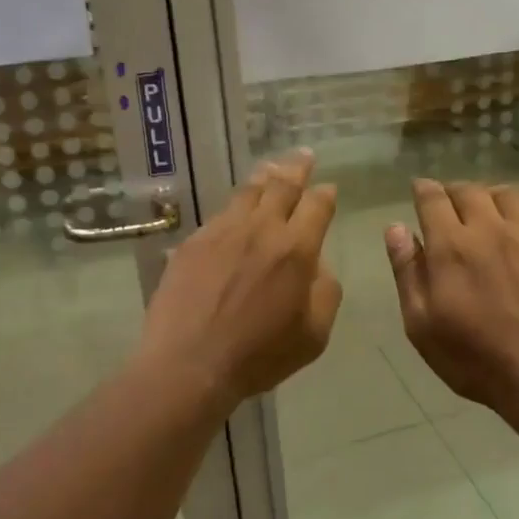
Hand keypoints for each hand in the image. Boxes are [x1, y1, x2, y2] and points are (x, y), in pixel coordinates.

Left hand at [139, 151, 340, 405]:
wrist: (190, 363)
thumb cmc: (259, 355)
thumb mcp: (314, 334)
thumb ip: (326, 292)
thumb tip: (319, 265)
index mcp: (296, 249)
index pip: (317, 206)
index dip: (325, 194)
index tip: (329, 189)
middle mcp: (261, 229)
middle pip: (282, 186)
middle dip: (297, 169)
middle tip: (304, 156)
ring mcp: (222, 232)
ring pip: (247, 192)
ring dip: (265, 177)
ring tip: (271, 168)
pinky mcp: (193, 243)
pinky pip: (219, 214)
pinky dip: (235, 205)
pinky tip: (235, 209)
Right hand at [386, 180, 518, 414]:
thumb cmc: (474, 359)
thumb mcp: (422, 325)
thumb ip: (408, 272)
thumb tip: (396, 228)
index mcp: (451, 246)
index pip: (433, 200)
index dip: (423, 190)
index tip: (419, 189)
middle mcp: (490, 230)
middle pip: (470, 191)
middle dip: (454, 191)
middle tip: (449, 203)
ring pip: (507, 196)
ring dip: (490, 196)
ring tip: (486, 209)